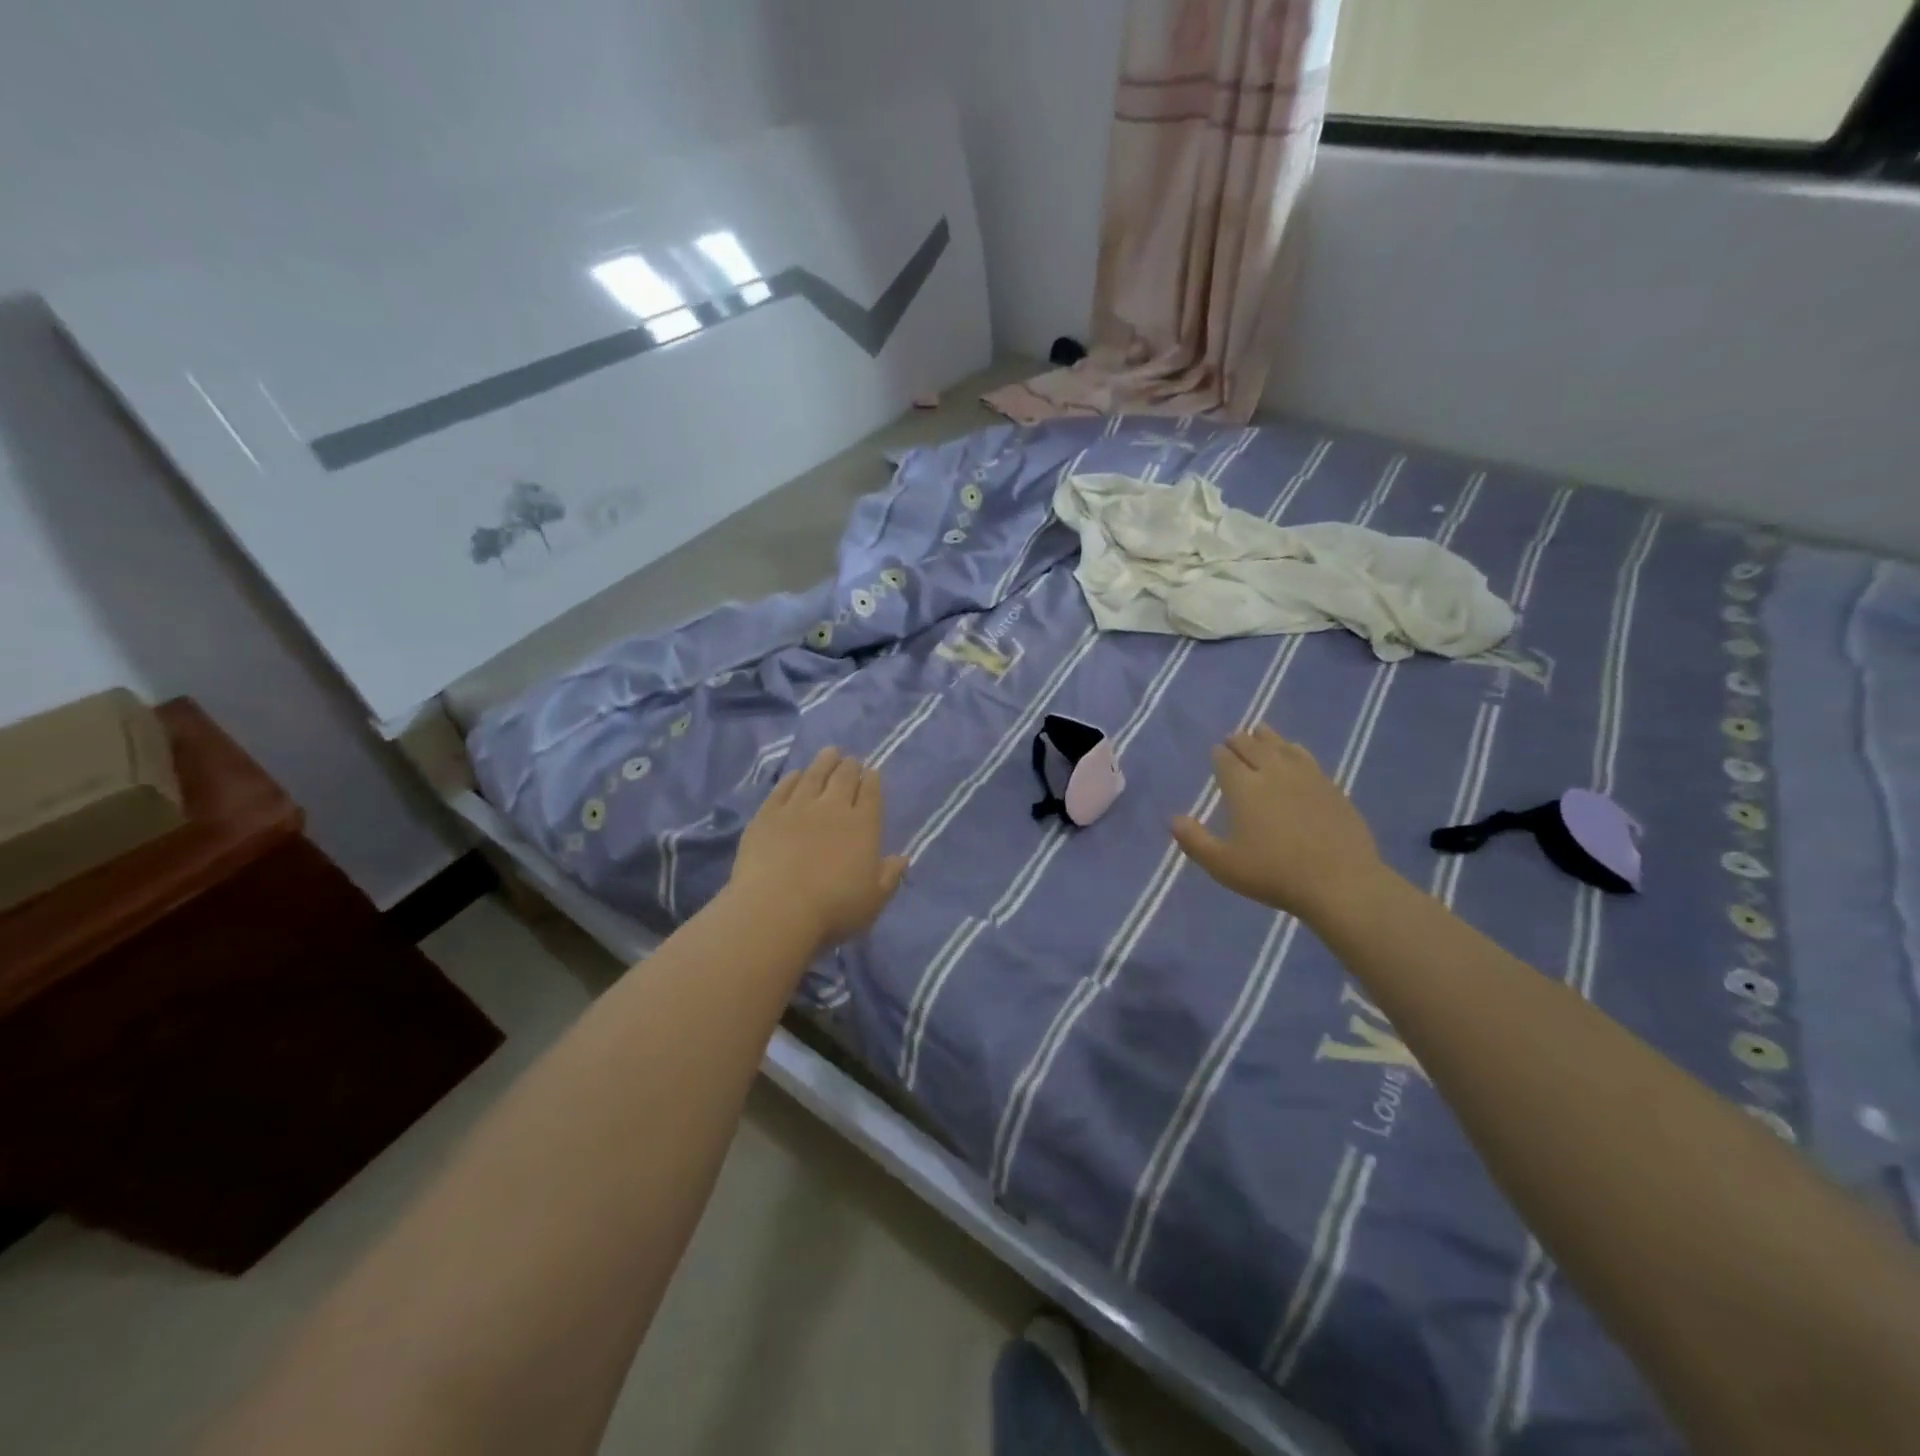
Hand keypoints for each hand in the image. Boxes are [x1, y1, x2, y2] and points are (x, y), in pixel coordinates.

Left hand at [729, 747, 907, 951]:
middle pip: (844, 777)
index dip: (872, 780)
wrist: (776, 909)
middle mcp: (833, 807)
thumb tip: (902, 858)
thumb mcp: (874, 900)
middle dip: (850, 766)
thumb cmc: (833, 908)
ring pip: (814, 775)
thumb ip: (889, 876)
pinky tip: (796, 774)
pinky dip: (793, 778)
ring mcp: (798, 807)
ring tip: (829, 752)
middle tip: (851, 760)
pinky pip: (784, 788)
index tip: (872, 772)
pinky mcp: (768, 814)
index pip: (871, 793)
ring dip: (824, 762)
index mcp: (864, 825)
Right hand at [1171, 726, 1386, 922]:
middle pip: (1253, 747)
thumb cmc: (1273, 874)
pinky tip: (1294, 750)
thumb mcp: (1223, 865)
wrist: (1339, 882)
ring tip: (1260, 732)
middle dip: (1240, 741)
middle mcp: (1272, 772)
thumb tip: (1173, 819)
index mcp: (1243, 788)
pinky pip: (1307, 757)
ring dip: (1267, 737)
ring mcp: (1305, 776)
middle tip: (1234, 738)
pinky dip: (1294, 749)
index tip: (1216, 751)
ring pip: (1281, 746)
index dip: (1219, 754)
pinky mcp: (1330, 786)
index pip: (1226, 760)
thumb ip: (1195, 841)